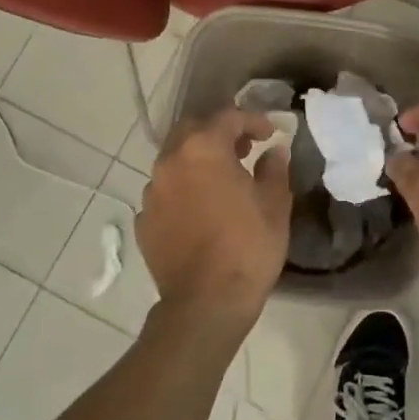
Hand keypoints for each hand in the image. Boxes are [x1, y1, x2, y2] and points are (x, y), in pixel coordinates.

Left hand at [137, 109, 291, 331]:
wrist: (207, 302)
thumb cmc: (248, 246)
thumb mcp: (274, 204)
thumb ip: (274, 169)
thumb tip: (274, 151)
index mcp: (203, 150)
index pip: (228, 117)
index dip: (253, 120)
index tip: (270, 134)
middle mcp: (170, 162)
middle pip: (191, 130)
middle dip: (218, 133)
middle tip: (243, 149)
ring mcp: (152, 192)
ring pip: (174, 161)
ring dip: (197, 161)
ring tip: (221, 181)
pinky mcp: (144, 221)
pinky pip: (165, 193)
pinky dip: (183, 191)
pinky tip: (200, 210)